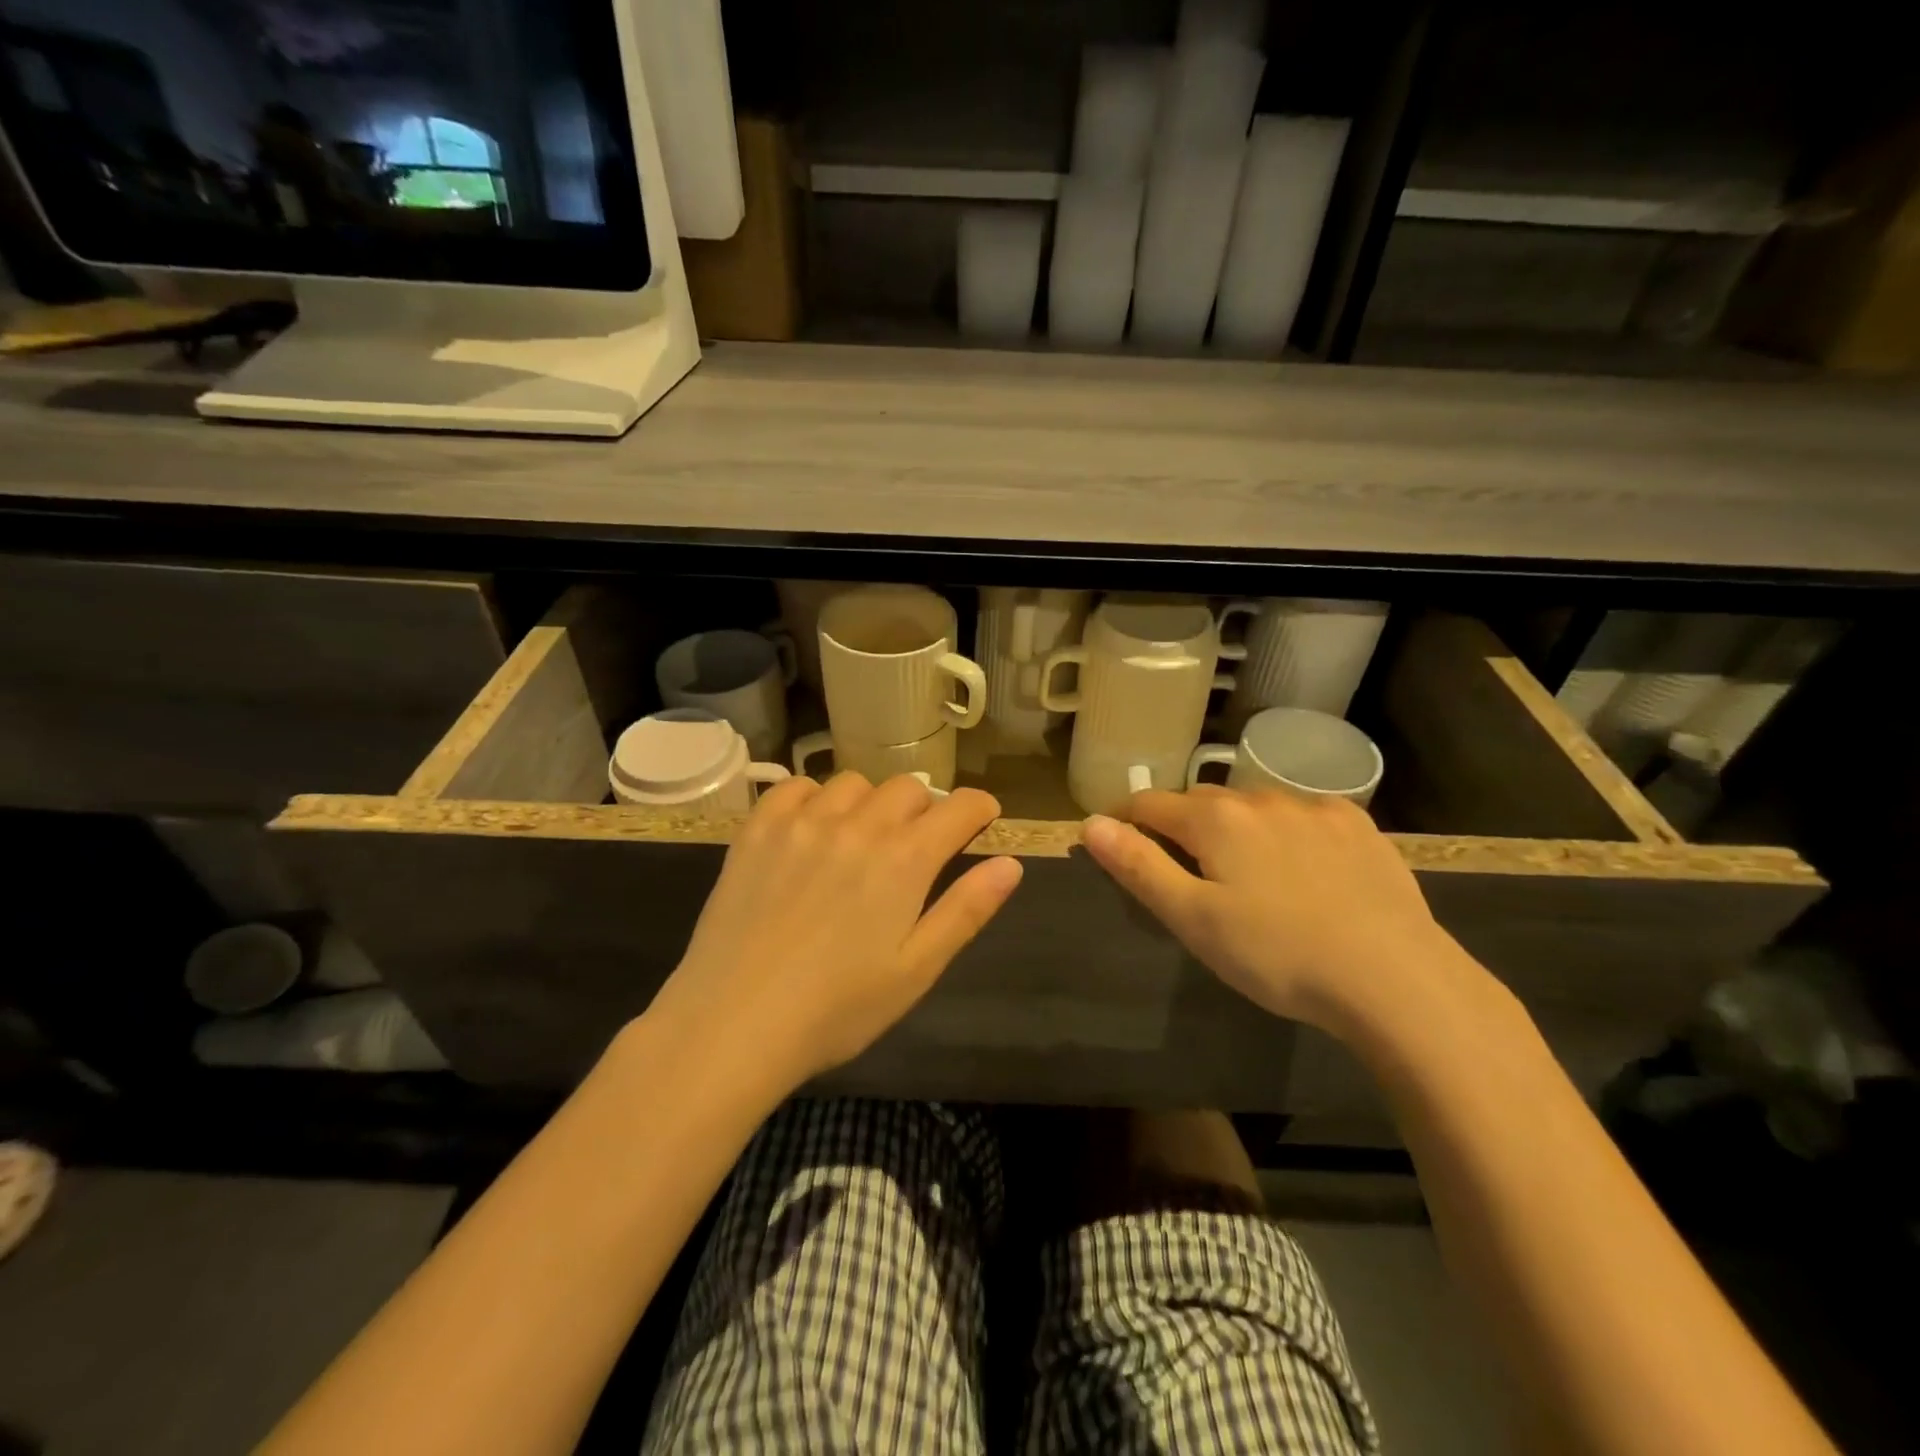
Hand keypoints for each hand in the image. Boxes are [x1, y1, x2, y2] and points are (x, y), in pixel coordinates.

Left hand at [651, 772, 1023, 1090]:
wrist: (734, 1023)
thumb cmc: (837, 1008)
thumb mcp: (916, 969)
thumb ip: (966, 910)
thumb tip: (1011, 864)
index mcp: (905, 859)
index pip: (959, 807)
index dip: (979, 808)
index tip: (982, 818)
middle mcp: (858, 825)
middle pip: (908, 787)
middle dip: (925, 809)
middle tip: (918, 844)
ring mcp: (803, 821)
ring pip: (854, 783)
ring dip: (871, 803)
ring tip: (862, 838)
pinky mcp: (758, 829)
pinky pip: (796, 787)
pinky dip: (814, 798)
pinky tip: (811, 829)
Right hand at [1082, 787, 1473, 1036]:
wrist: (1395, 978)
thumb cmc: (1277, 954)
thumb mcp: (1193, 918)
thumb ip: (1138, 866)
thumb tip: (1090, 823)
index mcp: (1214, 818)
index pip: (1149, 804)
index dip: (1126, 821)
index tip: (1120, 844)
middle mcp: (1260, 797)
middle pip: (1201, 801)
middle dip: (1183, 826)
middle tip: (1187, 873)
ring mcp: (1314, 807)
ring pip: (1254, 807)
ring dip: (1237, 828)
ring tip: (1248, 875)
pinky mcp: (1358, 825)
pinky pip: (1304, 817)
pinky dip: (1288, 833)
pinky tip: (1306, 872)